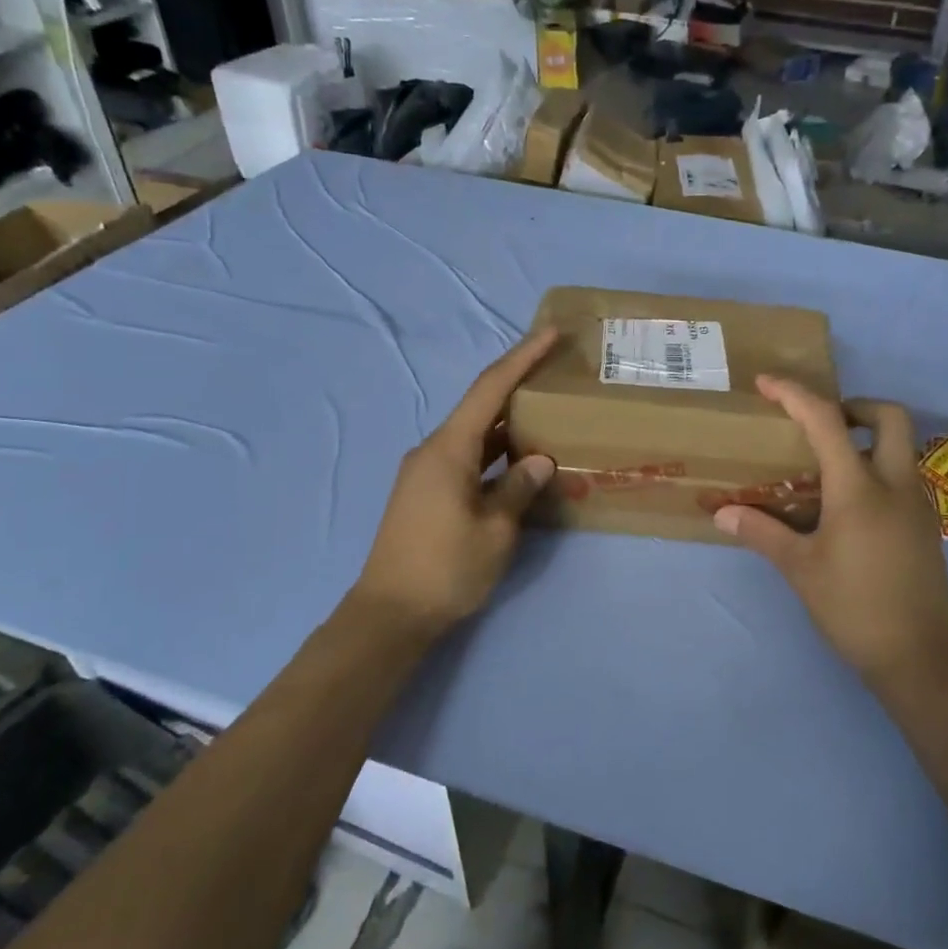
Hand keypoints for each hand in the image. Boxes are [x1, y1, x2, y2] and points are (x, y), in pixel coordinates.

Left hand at [350, 329, 558, 637]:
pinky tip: (521, 461)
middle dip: (520, 387)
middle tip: (558, 374)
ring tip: (550, 415)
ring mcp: (427, 472)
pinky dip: (496, 453)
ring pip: (476, 435)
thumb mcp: (495, 531)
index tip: (550, 333)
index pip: (490, 390)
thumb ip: (520, 488)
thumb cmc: (446, 569)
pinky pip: (468, 458)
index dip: (522, 358)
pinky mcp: (427, 493)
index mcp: (449, 449)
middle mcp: (434, 451)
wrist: (389, 615)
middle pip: (482, 407)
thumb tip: (539, 460)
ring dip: (510, 425)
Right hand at [714, 376, 947, 688]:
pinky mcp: (927, 526)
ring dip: (869, 438)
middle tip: (822, 426)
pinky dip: (879, 468)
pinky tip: (851, 505)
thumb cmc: (853, 608)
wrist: (919, 656)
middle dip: (856, 406)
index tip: (767, 383)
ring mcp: (918, 504)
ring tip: (829, 466)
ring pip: (902, 446)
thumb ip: (762, 532)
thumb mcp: (800, 569)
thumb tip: (722, 513)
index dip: (795, 394)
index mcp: (859, 489)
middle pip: (890, 416)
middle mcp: (895, 485)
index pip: (827, 422)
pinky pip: (904, 476)